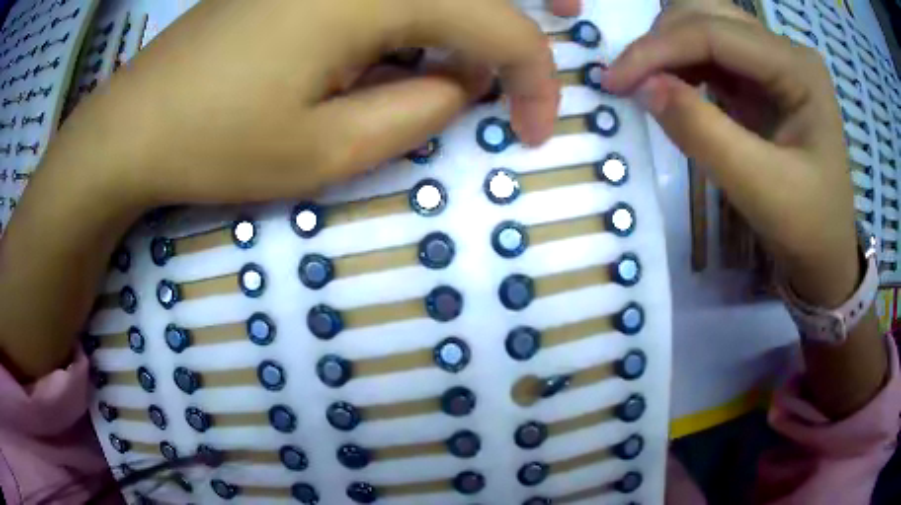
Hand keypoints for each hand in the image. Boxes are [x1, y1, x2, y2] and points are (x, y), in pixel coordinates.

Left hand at [48, 0, 573, 210]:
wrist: (133, 125)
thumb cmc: (215, 143)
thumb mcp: (326, 152)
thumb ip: (419, 112)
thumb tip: (463, 83)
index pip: (499, 24)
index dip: (536, 80)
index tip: (537, 132)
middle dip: (526, 7)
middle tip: (568, 12)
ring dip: (474, 4)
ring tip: (490, 45)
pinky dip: (421, 5)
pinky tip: (413, 35)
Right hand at [603, 4, 858, 306]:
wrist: (826, 252)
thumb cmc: (807, 227)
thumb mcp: (759, 188)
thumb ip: (702, 132)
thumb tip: (642, 87)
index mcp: (798, 68)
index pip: (715, 33)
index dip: (658, 49)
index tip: (612, 81)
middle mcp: (786, 51)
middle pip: (707, 14)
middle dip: (661, 41)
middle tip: (629, 81)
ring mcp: (774, 62)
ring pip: (706, 25)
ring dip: (669, 47)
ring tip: (648, 83)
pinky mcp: (762, 79)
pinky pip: (713, 53)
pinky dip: (683, 63)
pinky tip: (672, 86)